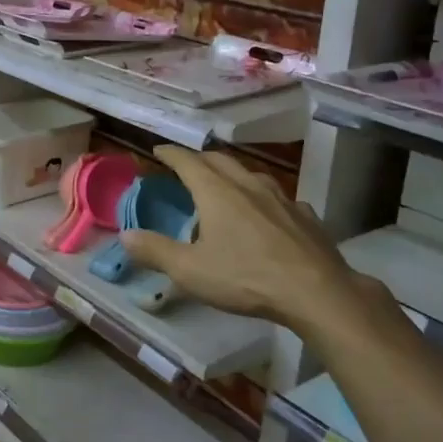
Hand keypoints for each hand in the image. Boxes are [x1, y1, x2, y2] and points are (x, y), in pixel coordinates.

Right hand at [118, 147, 403, 344]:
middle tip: (187, 165)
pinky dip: (264, 199)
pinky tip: (268, 214)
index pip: (188, 161)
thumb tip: (125, 235)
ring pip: (252, 175)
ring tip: (225, 185)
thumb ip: (155, 251)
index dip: (171, 154)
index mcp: (217, 192)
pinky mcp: (306, 217)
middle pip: (220, 160)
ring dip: (233, 174)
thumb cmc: (246, 278)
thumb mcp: (189, 270)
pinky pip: (279, 198)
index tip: (158, 149)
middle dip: (200, 159)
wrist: (317, 292)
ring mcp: (282, 199)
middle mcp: (248, 186)